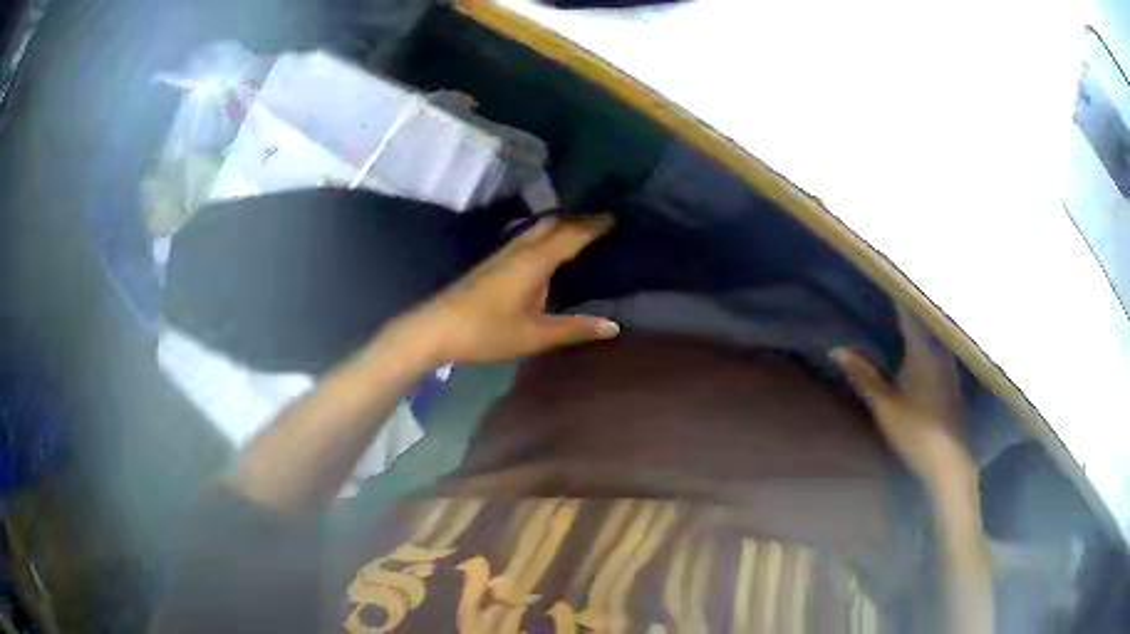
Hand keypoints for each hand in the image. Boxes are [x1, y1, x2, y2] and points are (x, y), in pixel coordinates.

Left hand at [398, 216, 619, 363]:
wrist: (436, 328)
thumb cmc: (487, 332)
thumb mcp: (535, 335)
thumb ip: (574, 329)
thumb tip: (613, 326)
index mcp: (535, 261)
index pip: (572, 235)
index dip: (594, 225)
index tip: (616, 217)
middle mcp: (520, 249)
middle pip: (554, 224)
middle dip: (579, 219)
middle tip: (603, 222)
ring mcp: (503, 253)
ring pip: (538, 228)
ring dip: (561, 225)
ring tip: (581, 231)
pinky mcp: (492, 262)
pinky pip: (527, 237)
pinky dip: (546, 235)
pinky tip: (547, 250)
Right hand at [831, 305, 974, 490]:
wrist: (949, 463)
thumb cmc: (916, 432)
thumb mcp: (885, 405)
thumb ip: (864, 375)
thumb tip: (836, 349)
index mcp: (924, 351)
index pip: (909, 311)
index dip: (896, 291)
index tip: (885, 272)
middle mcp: (941, 351)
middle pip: (925, 319)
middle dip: (908, 304)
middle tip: (890, 290)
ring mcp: (950, 366)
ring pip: (934, 334)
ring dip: (919, 323)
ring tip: (902, 313)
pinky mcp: (953, 381)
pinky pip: (939, 349)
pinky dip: (927, 341)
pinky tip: (919, 347)